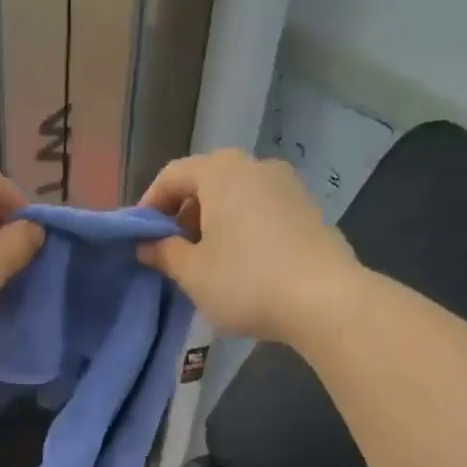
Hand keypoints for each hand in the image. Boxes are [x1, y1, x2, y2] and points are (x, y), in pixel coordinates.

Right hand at [138, 149, 358, 343]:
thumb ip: (164, 253)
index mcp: (221, 172)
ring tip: (207, 261)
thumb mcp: (193, 273)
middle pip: (207, 181)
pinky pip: (261, 211)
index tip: (140, 237)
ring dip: (214, 222)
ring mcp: (288, 186)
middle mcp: (256, 166)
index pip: (173, 175)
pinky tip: (242, 264)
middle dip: (184, 214)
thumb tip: (147, 245)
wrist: (325, 300)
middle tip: (173, 251)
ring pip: (236, 196)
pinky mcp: (309, 209)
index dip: (150, 204)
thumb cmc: (246, 281)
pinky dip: (242, 228)